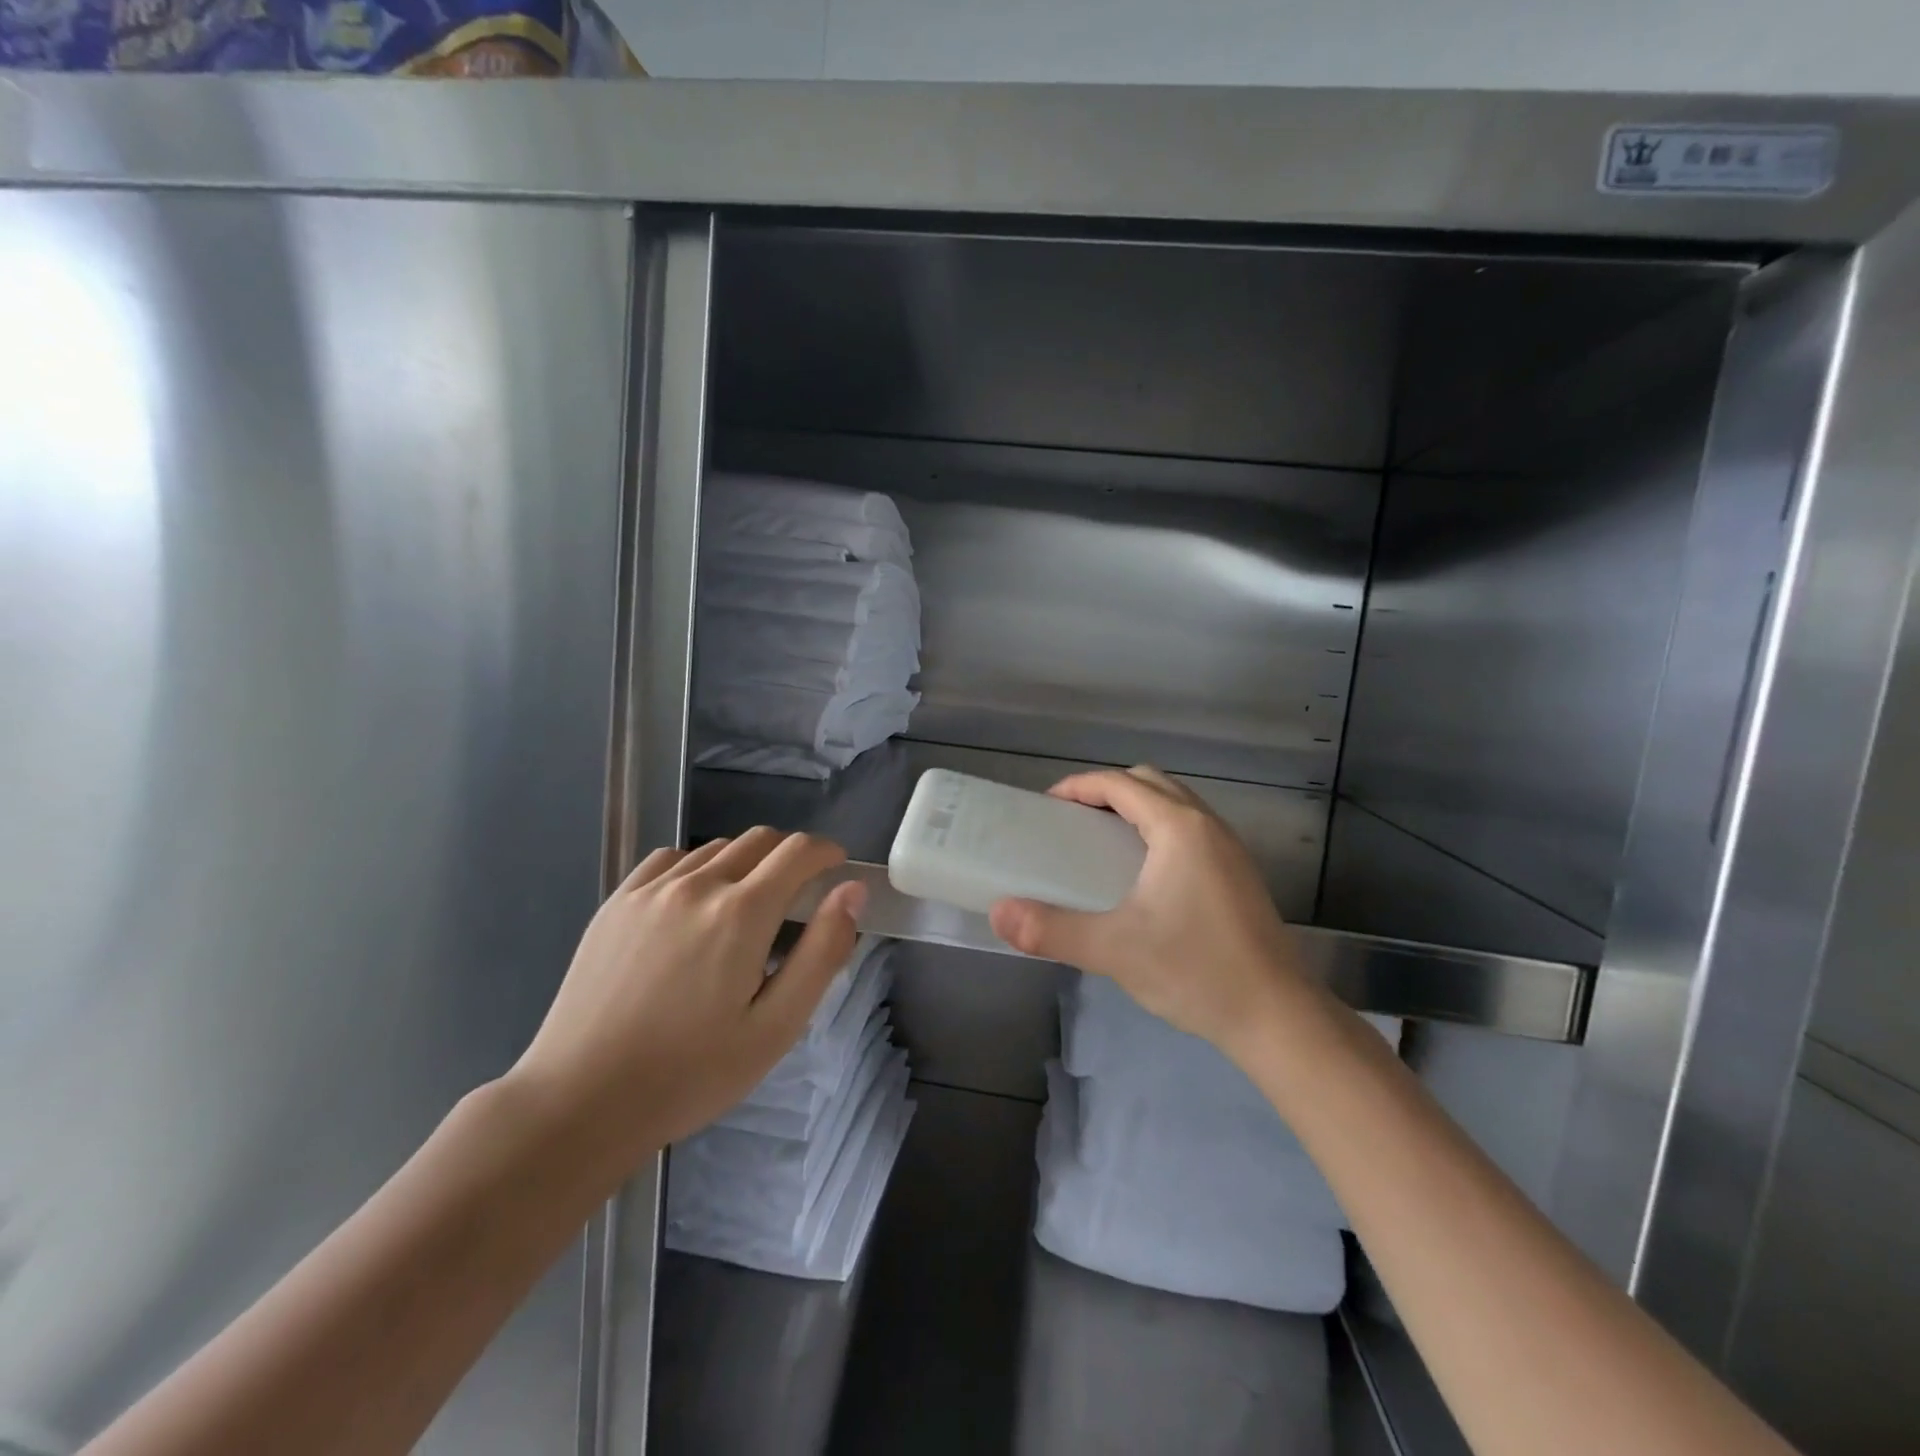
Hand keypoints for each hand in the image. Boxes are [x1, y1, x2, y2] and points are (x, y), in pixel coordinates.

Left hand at [502, 829, 865, 1193]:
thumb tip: (852, 891)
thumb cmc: (691, 1073)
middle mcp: (698, 885)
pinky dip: (698, 867)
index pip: (799, 851)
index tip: (837, 870)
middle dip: (791, 855)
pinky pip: (671, 860)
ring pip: (716, 848)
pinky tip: (695, 904)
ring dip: (746, 862)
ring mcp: (651, 890)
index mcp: (742, 913)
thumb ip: (822, 952)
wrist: (580, 1101)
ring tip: (747, 907)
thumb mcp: (776, 1026)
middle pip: (760, 840)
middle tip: (799, 894)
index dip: (827, 852)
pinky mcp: (617, 902)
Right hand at [987, 767, 1307, 1057]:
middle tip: (1073, 821)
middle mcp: (1208, 826)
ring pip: (1175, 804)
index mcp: (1179, 828)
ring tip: (1102, 842)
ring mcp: (1229, 849)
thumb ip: (1052, 929)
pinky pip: (1190, 828)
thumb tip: (1000, 913)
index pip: (1121, 783)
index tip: (1047, 806)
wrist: (1277, 1016)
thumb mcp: (1114, 949)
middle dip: (1107, 790)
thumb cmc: (1195, 971)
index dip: (1079, 786)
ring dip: (1136, 808)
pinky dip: (1158, 829)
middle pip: (1150, 782)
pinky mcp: (1238, 873)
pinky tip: (1142, 874)